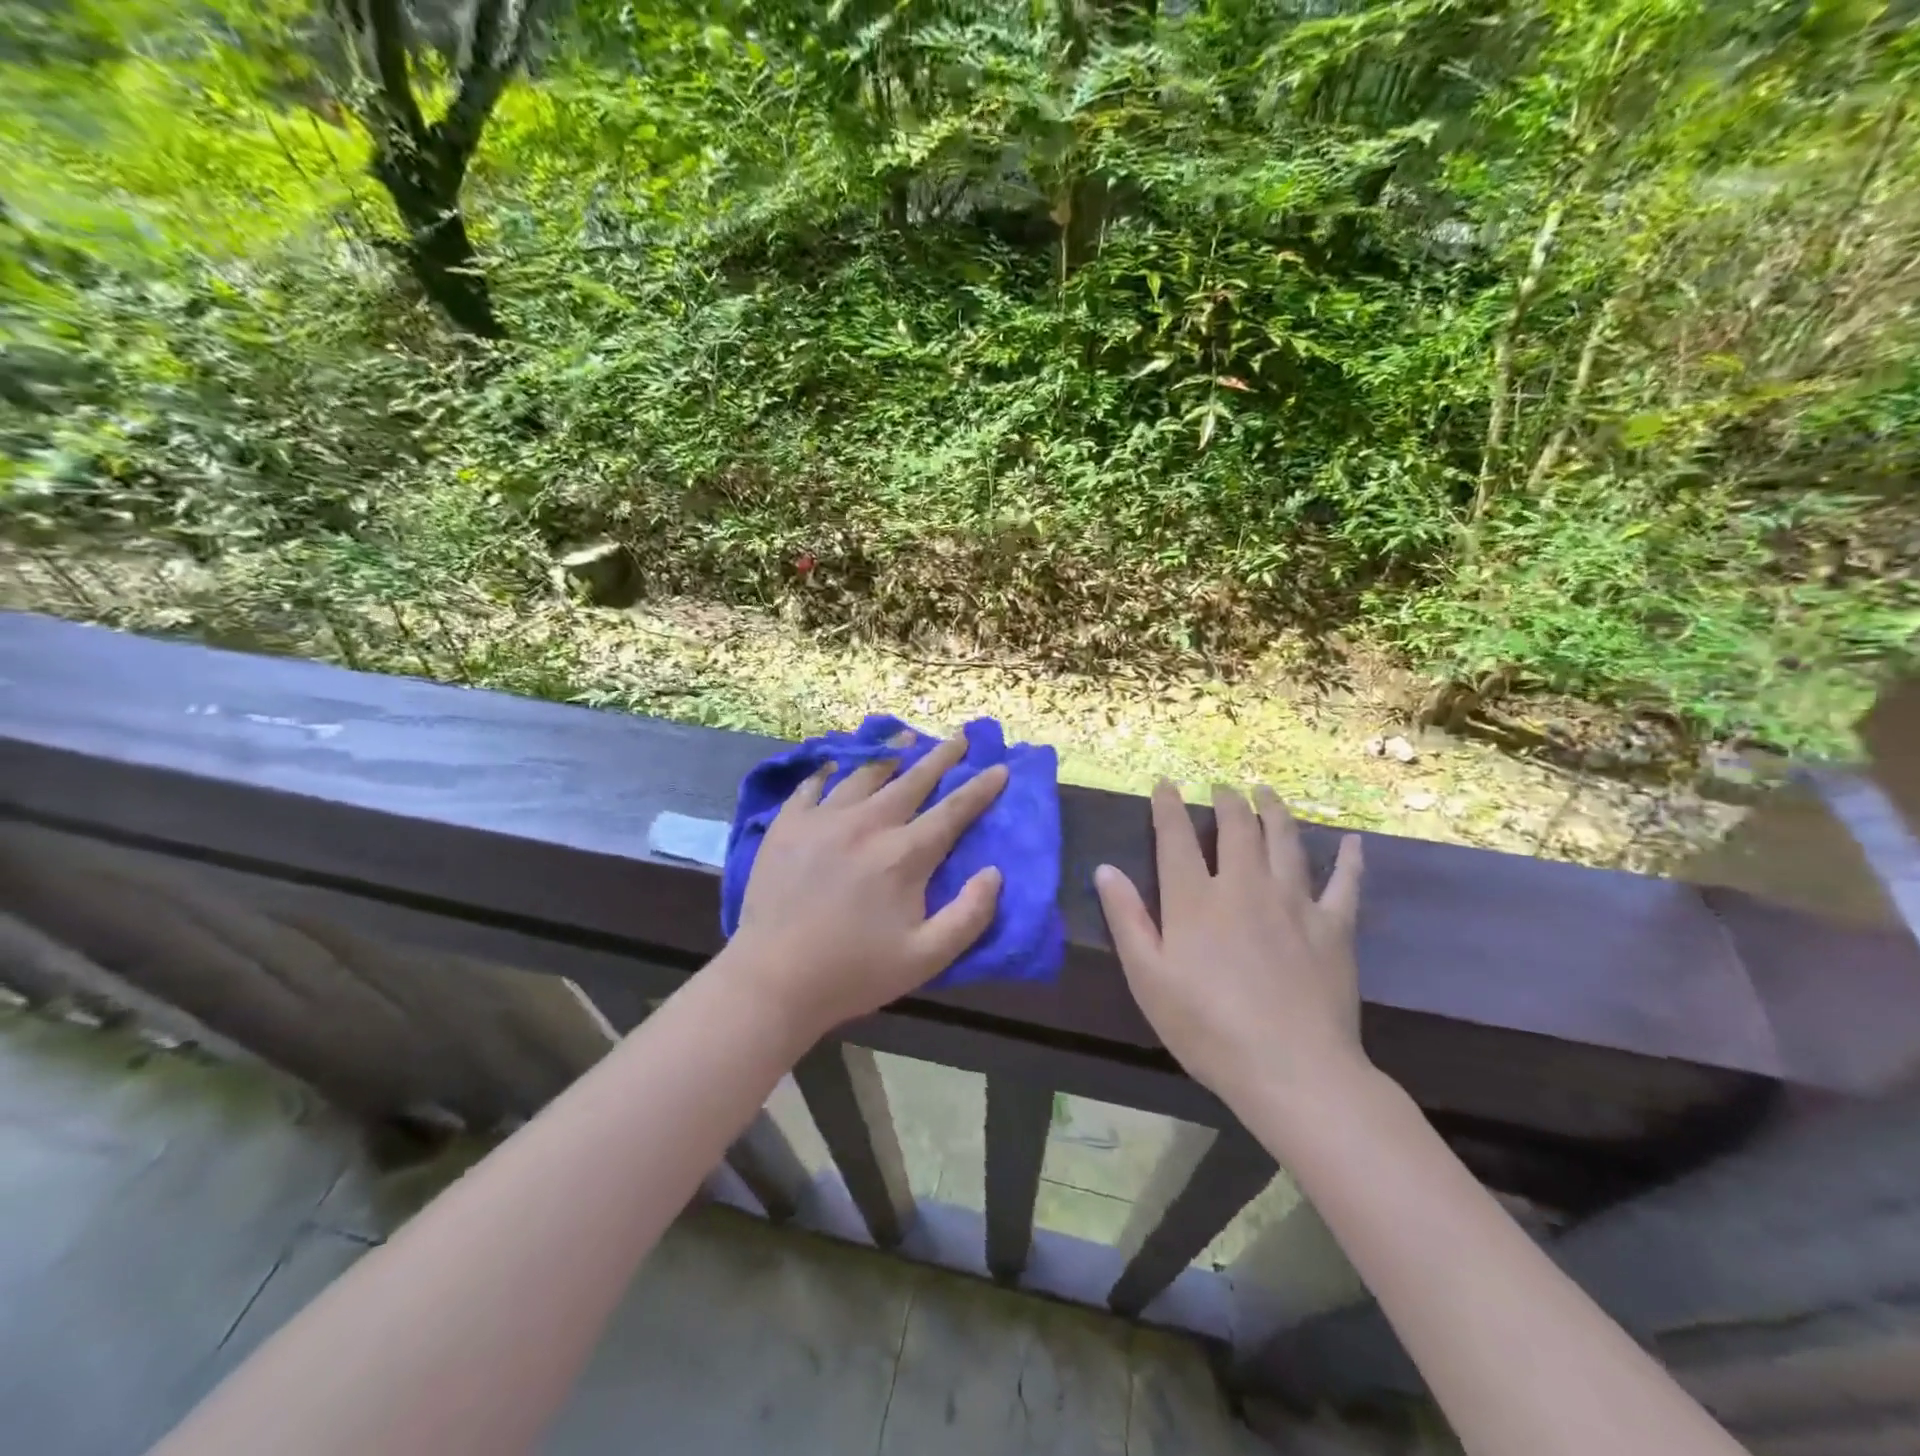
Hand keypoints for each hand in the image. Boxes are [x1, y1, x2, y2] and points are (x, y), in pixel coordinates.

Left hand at [723, 734, 1006, 1038]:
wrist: (772, 979)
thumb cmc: (854, 972)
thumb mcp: (926, 957)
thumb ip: (969, 915)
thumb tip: (994, 872)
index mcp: (904, 854)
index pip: (953, 810)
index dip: (980, 788)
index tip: (1000, 768)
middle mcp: (867, 824)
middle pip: (913, 779)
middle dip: (942, 757)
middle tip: (959, 738)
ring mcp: (823, 819)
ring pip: (865, 773)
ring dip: (892, 754)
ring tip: (906, 740)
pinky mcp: (788, 824)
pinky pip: (814, 784)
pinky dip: (832, 771)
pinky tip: (838, 765)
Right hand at [1094, 782, 1366, 1108]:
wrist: (1291, 1070)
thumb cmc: (1206, 1028)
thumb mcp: (1147, 978)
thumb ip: (1126, 919)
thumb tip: (1106, 869)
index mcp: (1195, 899)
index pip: (1177, 837)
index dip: (1168, 806)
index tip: (1165, 784)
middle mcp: (1244, 887)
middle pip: (1236, 828)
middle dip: (1226, 801)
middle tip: (1223, 787)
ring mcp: (1294, 903)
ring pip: (1285, 841)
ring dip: (1274, 811)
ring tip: (1266, 793)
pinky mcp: (1334, 927)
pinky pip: (1344, 883)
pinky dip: (1348, 859)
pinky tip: (1351, 841)